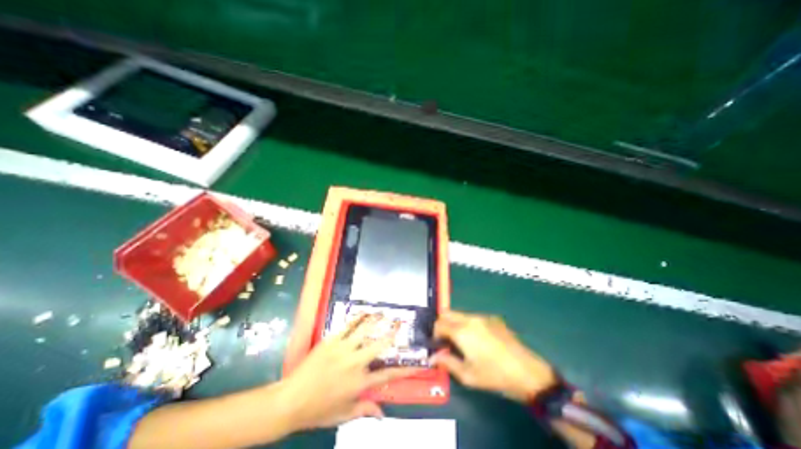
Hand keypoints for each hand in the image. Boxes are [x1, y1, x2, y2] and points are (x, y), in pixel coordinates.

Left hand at [280, 315, 419, 429]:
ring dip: (376, 320)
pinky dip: (357, 318)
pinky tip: (364, 312)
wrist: (291, 400)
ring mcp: (344, 349)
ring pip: (365, 331)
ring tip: (384, 312)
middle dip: (392, 333)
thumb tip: (383, 414)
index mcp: (360, 383)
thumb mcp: (343, 415)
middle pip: (379, 346)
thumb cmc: (318, 410)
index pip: (387, 376)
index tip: (418, 364)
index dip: (405, 370)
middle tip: (400, 324)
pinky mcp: (332, 341)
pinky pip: (348, 326)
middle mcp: (356, 363)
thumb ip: (364, 411)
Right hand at [431, 311, 558, 401]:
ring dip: (456, 324)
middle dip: (443, 324)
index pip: (439, 324)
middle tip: (446, 340)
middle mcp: (470, 319)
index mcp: (461, 331)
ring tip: (463, 341)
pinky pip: (475, 317)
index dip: (435, 333)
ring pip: (461, 314)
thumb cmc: (494, 376)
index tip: (437, 345)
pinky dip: (470, 324)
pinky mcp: (494, 318)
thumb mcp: (467, 375)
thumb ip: (447, 363)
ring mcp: (483, 317)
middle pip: (448, 313)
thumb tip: (433, 357)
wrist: (527, 372)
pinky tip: (480, 340)